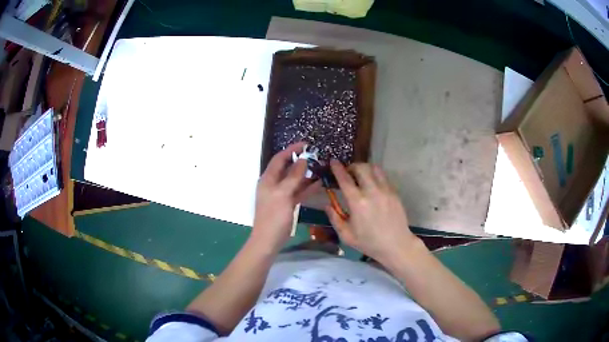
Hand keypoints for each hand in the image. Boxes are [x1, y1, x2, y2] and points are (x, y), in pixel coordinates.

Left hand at [252, 142, 318, 252]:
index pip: (279, 159)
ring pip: (294, 180)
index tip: (306, 144)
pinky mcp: (287, 204)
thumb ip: (293, 177)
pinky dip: (306, 187)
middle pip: (287, 168)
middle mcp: (273, 184)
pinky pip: (298, 192)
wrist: (268, 240)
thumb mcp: (283, 195)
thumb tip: (303, 160)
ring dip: (305, 174)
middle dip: (300, 162)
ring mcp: (280, 194)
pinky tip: (319, 184)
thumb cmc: (273, 216)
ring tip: (320, 168)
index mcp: (268, 179)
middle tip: (316, 156)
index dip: (291, 150)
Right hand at [325, 160, 416, 263]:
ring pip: (374, 168)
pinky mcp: (394, 192)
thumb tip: (327, 204)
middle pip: (361, 167)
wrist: (396, 244)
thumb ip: (334, 218)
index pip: (345, 179)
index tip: (333, 162)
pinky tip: (372, 184)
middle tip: (348, 172)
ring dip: (365, 168)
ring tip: (361, 175)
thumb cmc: (369, 242)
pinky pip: (383, 176)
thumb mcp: (346, 235)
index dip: (337, 168)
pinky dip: (375, 175)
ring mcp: (385, 190)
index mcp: (357, 202)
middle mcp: (372, 191)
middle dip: (352, 166)